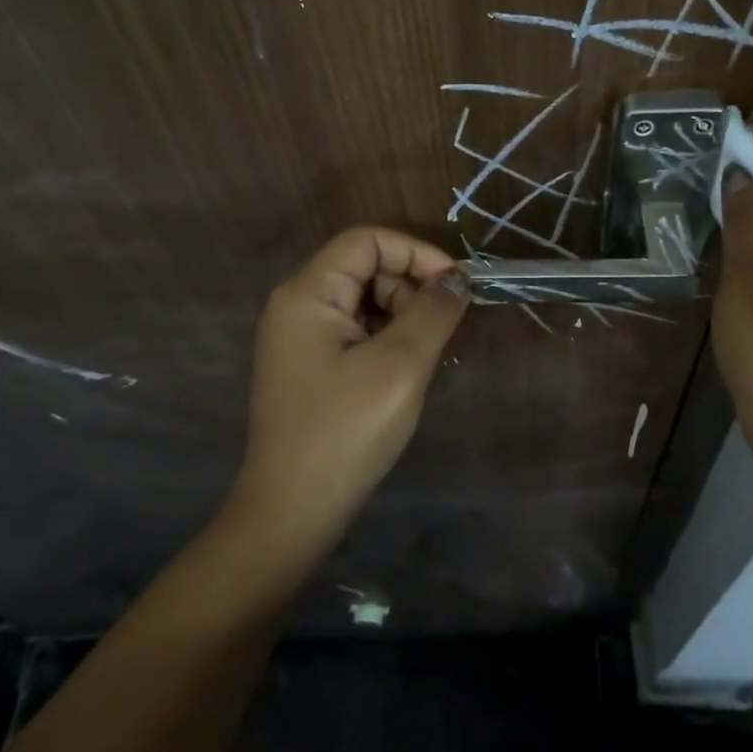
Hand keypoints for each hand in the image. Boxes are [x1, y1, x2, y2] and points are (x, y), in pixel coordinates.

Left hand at [226, 227, 468, 552]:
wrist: (294, 511)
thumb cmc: (346, 430)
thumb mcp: (401, 365)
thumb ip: (434, 311)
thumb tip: (458, 277)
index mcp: (308, 294)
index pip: (367, 241)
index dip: (416, 252)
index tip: (457, 285)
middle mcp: (298, 306)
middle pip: (365, 268)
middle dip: (410, 287)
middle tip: (442, 328)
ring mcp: (301, 339)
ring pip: (364, 301)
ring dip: (403, 315)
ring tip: (425, 355)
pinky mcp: (311, 367)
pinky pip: (356, 332)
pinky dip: (388, 339)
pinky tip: (406, 370)